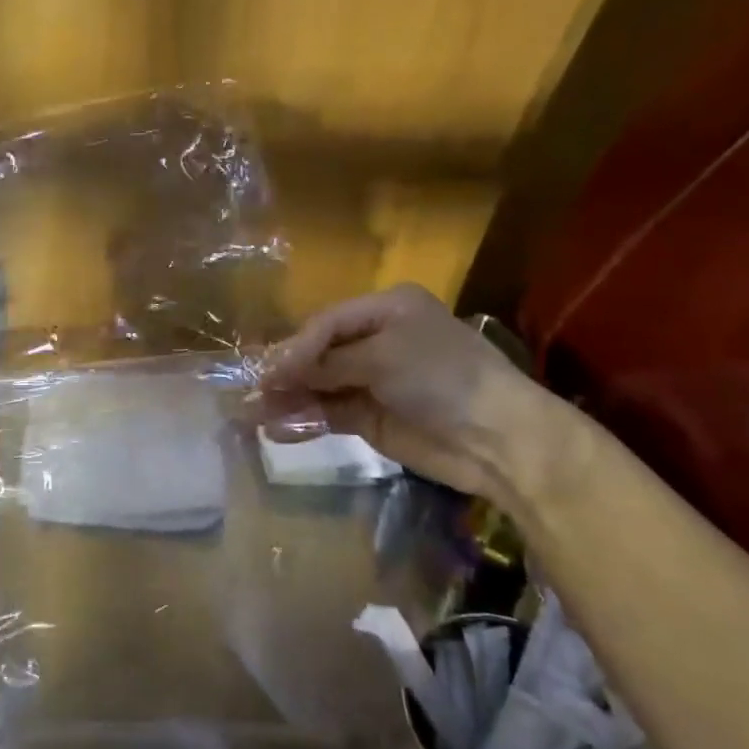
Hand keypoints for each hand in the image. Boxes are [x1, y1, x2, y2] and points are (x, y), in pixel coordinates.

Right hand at [259, 284, 542, 502]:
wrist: (498, 439)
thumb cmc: (442, 378)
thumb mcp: (382, 357)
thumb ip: (326, 363)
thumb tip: (273, 372)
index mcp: (386, 309)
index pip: (325, 324)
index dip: (295, 348)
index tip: (268, 373)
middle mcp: (377, 340)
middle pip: (318, 354)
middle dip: (286, 374)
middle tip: (250, 393)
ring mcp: (374, 381)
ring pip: (319, 386)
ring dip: (288, 399)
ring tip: (252, 415)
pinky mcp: (372, 418)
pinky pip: (329, 414)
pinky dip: (305, 420)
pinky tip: (279, 429)